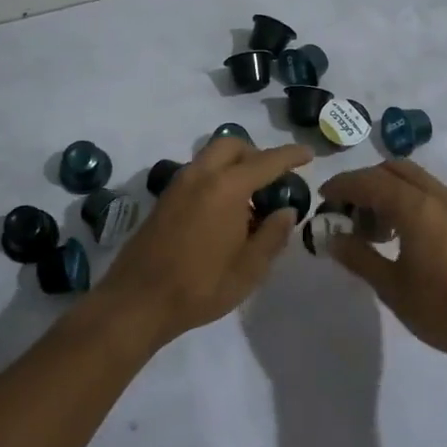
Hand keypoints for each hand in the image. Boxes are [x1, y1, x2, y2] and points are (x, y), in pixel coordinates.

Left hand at [96, 138, 312, 346]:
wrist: (138, 301)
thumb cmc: (200, 286)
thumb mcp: (249, 269)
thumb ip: (273, 235)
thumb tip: (286, 211)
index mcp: (226, 188)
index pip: (266, 161)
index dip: (290, 155)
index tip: (308, 154)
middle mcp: (200, 175)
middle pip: (232, 145)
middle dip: (256, 153)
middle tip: (272, 179)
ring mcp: (178, 185)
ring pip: (211, 157)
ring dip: (234, 165)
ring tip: (249, 200)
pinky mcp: (164, 199)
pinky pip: (197, 173)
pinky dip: (216, 178)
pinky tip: (224, 213)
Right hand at [318, 160, 446, 367]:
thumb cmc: (442, 309)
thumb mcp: (391, 286)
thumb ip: (358, 256)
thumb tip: (332, 237)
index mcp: (415, 206)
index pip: (369, 181)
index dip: (342, 186)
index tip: (323, 198)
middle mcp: (438, 195)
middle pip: (393, 169)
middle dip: (366, 182)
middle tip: (349, 212)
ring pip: (415, 179)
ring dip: (389, 191)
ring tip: (376, 230)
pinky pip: (433, 194)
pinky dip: (410, 201)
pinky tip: (406, 236)